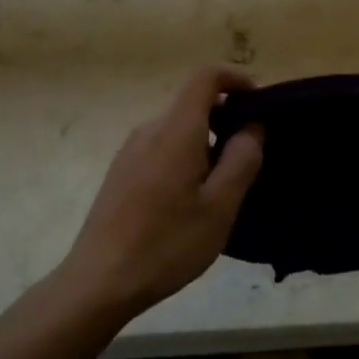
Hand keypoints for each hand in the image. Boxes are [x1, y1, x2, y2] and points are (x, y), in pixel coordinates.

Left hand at [62, 68, 264, 316]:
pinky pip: (161, 149)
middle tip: (249, 159)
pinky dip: (185, 158)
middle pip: (192, 104)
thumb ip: (241, 160)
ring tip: (222, 188)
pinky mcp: (121, 173)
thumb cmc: (167, 243)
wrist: (99, 281)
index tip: (258, 103)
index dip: (235, 78)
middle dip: (225, 119)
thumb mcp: (219, 207)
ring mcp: (130, 151)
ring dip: (205, 144)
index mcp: (175, 130)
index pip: (205, 77)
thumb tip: (252, 126)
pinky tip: (190, 202)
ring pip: (177, 130)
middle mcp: (149, 130)